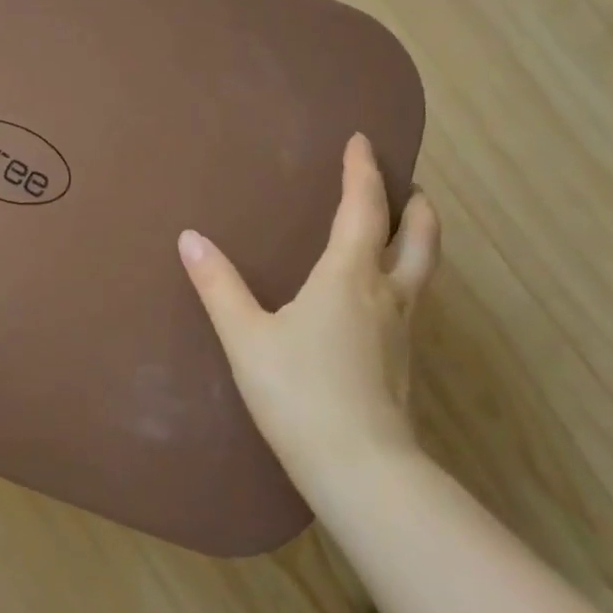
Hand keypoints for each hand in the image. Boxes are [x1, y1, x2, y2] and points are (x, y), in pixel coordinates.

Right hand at [178, 133, 439, 484]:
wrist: (362, 472)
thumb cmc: (300, 392)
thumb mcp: (246, 336)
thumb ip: (218, 285)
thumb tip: (190, 238)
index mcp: (350, 276)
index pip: (364, 208)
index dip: (363, 170)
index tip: (361, 140)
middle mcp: (387, 294)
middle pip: (419, 237)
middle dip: (415, 205)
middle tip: (407, 185)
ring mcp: (403, 331)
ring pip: (423, 271)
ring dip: (417, 240)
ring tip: (401, 229)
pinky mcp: (404, 363)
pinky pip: (412, 301)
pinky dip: (405, 276)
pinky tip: (379, 296)